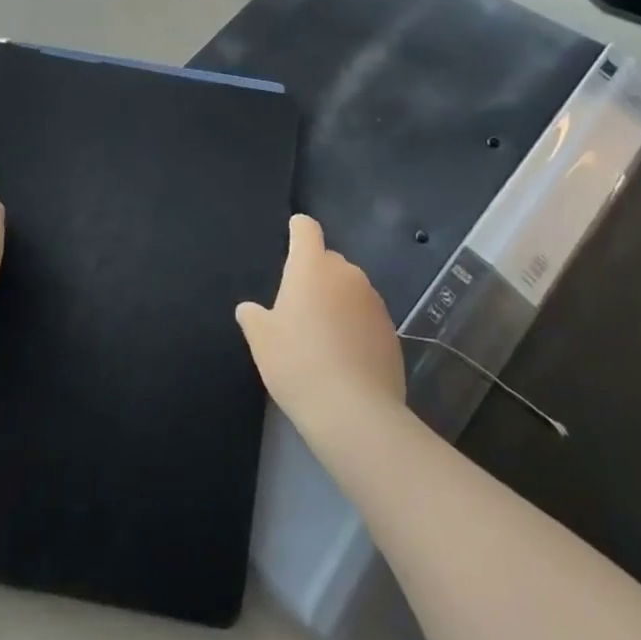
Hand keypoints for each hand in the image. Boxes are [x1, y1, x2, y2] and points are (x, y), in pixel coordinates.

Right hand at [236, 216, 404, 431]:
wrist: (354, 411)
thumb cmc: (298, 363)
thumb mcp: (262, 340)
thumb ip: (253, 317)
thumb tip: (249, 309)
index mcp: (312, 266)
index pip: (306, 228)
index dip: (297, 230)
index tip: (291, 239)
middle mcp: (347, 273)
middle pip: (329, 261)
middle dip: (316, 276)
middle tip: (299, 308)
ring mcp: (373, 300)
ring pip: (350, 290)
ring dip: (338, 302)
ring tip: (323, 338)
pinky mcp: (391, 329)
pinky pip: (367, 317)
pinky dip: (356, 327)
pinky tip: (346, 359)